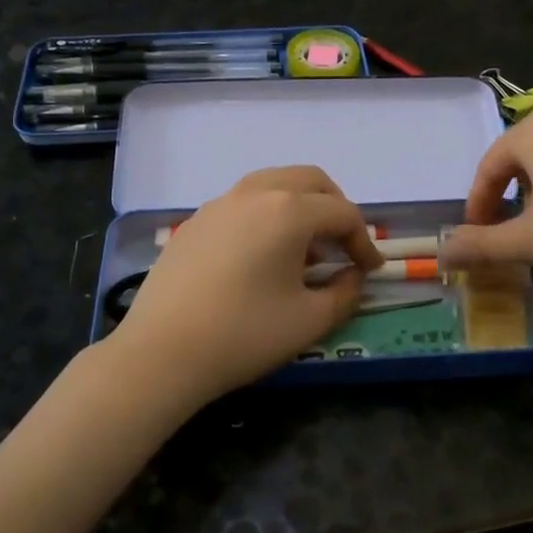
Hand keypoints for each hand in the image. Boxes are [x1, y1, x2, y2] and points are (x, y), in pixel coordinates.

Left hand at [105, 166, 383, 407]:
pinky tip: (261, 255)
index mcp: (288, 210)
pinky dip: (266, 215)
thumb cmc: (244, 334)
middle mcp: (254, 193)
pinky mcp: (194, 221)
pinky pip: (243, 203)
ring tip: (304, 249)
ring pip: (273, 184)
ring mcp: (219, 203)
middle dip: (335, 208)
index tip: (371, 270)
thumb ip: (345, 292)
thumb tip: (353, 276)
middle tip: (343, 244)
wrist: (161, 352)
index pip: (342, 213)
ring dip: (300, 206)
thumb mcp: (310, 321)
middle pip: (310, 181)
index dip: (364, 241)